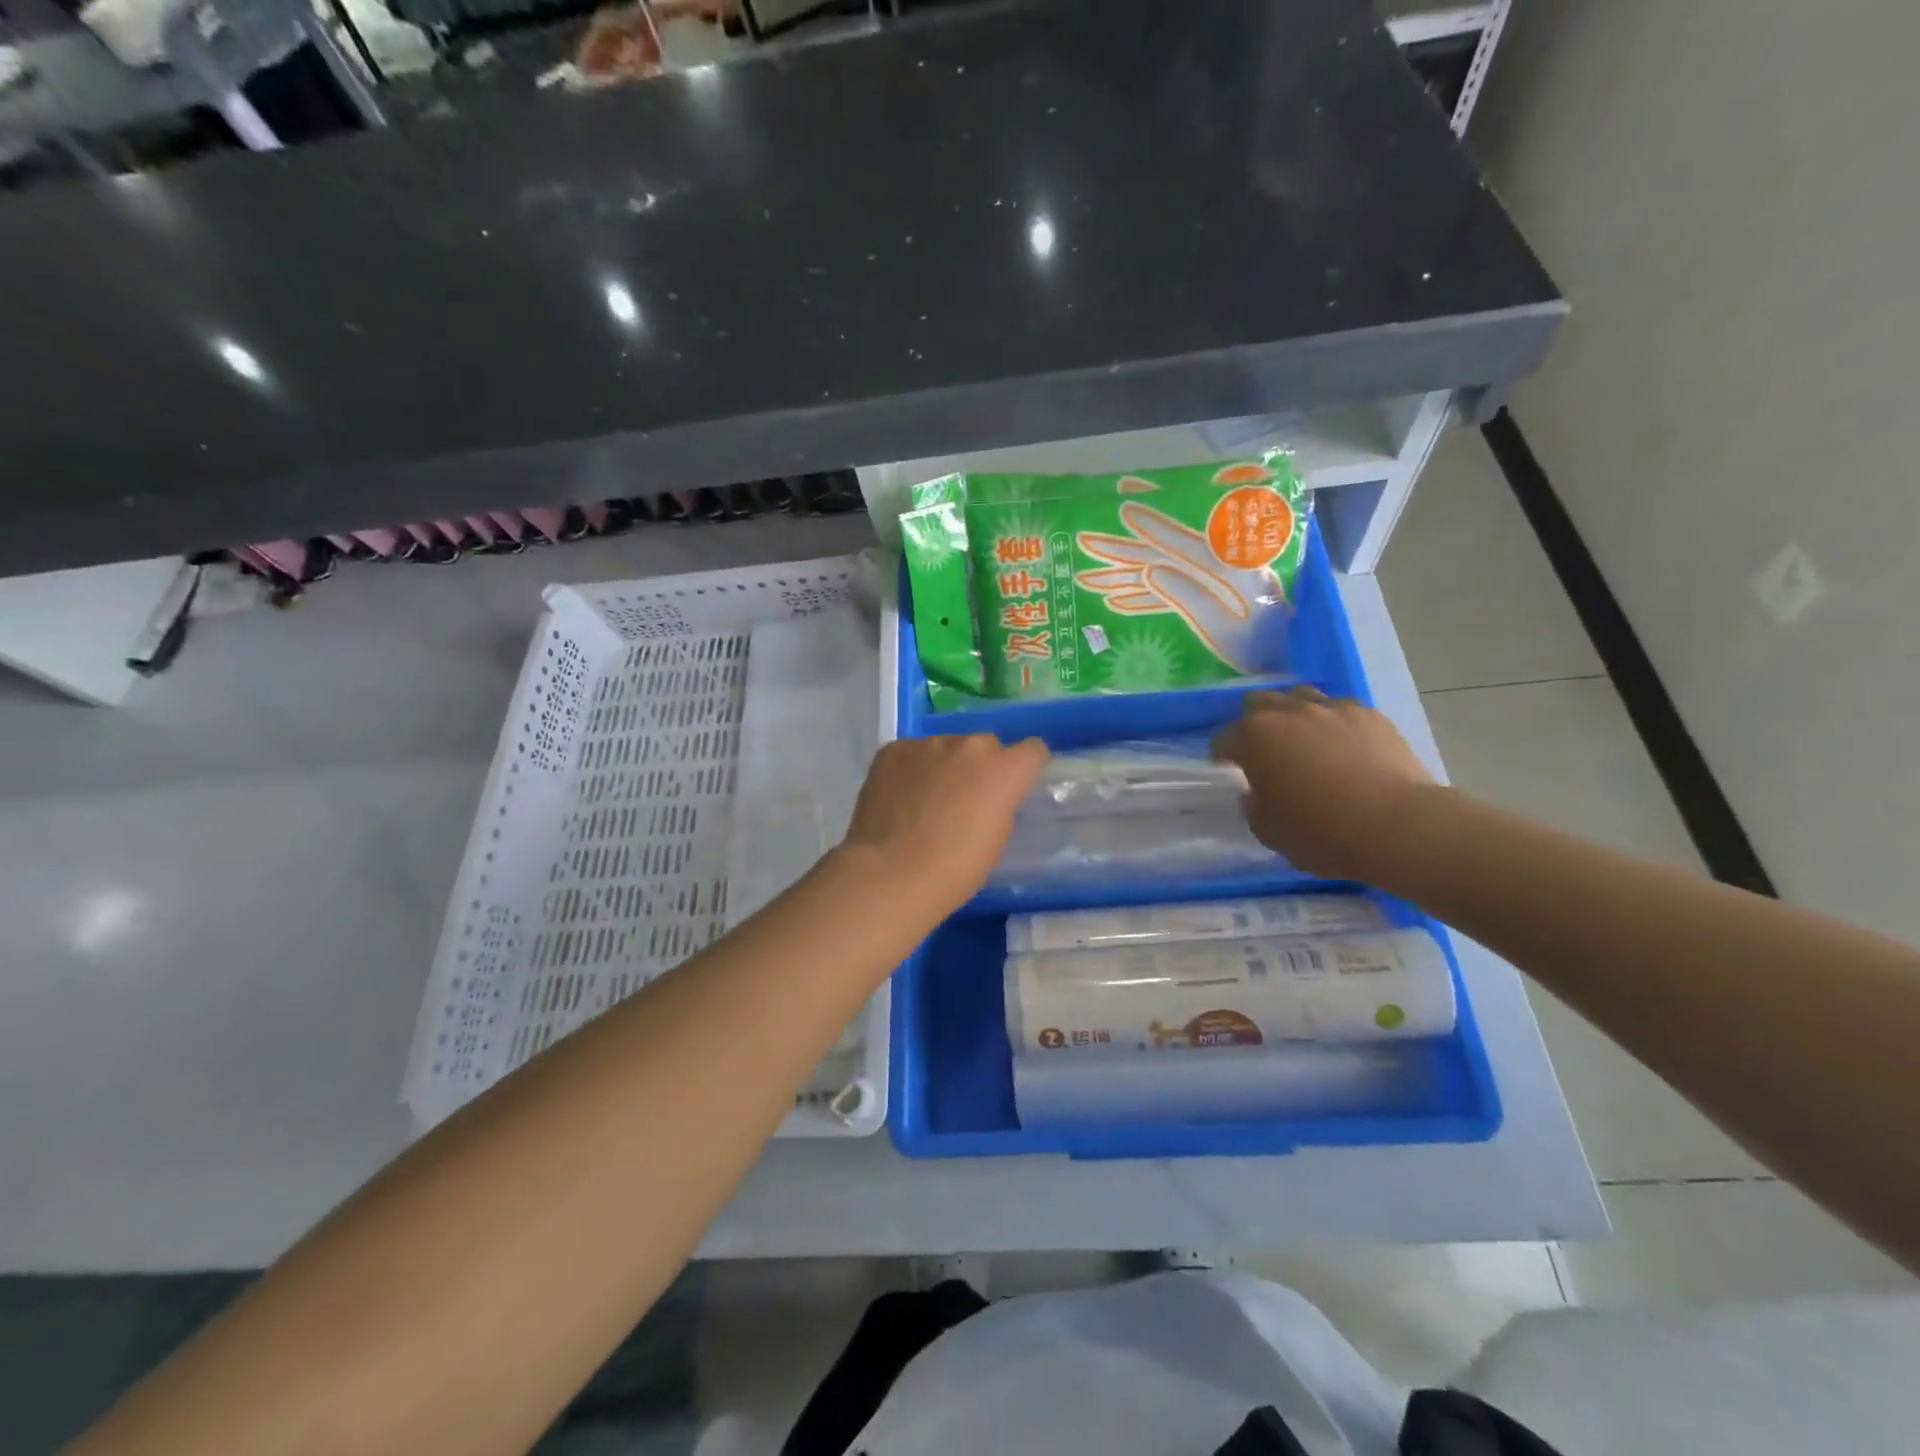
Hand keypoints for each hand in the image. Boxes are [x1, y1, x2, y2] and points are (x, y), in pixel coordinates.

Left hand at [837, 734, 1050, 917]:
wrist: (890, 875)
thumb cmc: (954, 870)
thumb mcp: (996, 839)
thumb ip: (999, 804)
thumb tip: (987, 796)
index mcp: (1004, 769)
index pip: (1033, 750)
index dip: (1024, 769)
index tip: (1012, 789)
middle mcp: (969, 746)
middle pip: (985, 746)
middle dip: (980, 767)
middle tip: (963, 801)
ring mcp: (926, 743)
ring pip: (945, 749)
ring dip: (943, 767)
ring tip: (924, 803)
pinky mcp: (892, 750)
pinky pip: (911, 755)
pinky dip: (910, 771)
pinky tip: (898, 800)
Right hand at [1211, 688, 1435, 879]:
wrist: (1398, 827)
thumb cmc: (1321, 833)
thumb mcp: (1268, 830)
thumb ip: (1254, 805)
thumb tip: (1258, 793)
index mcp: (1255, 737)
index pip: (1224, 739)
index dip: (1224, 757)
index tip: (1231, 772)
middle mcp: (1289, 712)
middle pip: (1259, 704)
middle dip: (1255, 723)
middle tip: (1265, 752)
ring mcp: (1333, 709)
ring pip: (1301, 698)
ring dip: (1295, 716)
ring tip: (1305, 743)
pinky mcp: (1371, 715)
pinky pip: (1342, 711)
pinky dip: (1335, 726)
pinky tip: (1346, 750)